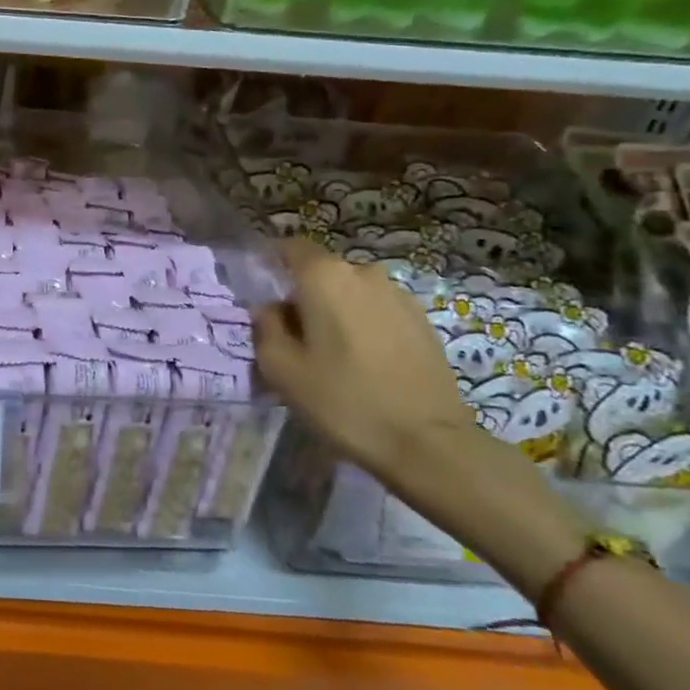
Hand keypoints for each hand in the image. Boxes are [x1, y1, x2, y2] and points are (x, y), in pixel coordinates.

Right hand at [253, 238, 473, 483]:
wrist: (427, 443)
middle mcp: (364, 273)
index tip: (262, 288)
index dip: (272, 261)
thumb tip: (270, 309)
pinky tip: (363, 362)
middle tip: (294, 335)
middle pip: (322, 272)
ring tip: (331, 352)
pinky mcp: (423, 321)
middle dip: (304, 294)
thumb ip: (266, 327)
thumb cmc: (343, 400)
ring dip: (336, 311)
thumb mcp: (281, 369)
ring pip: (352, 292)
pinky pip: (378, 311)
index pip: (291, 247)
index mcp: (325, 277)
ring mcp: (399, 296)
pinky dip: (364, 326)